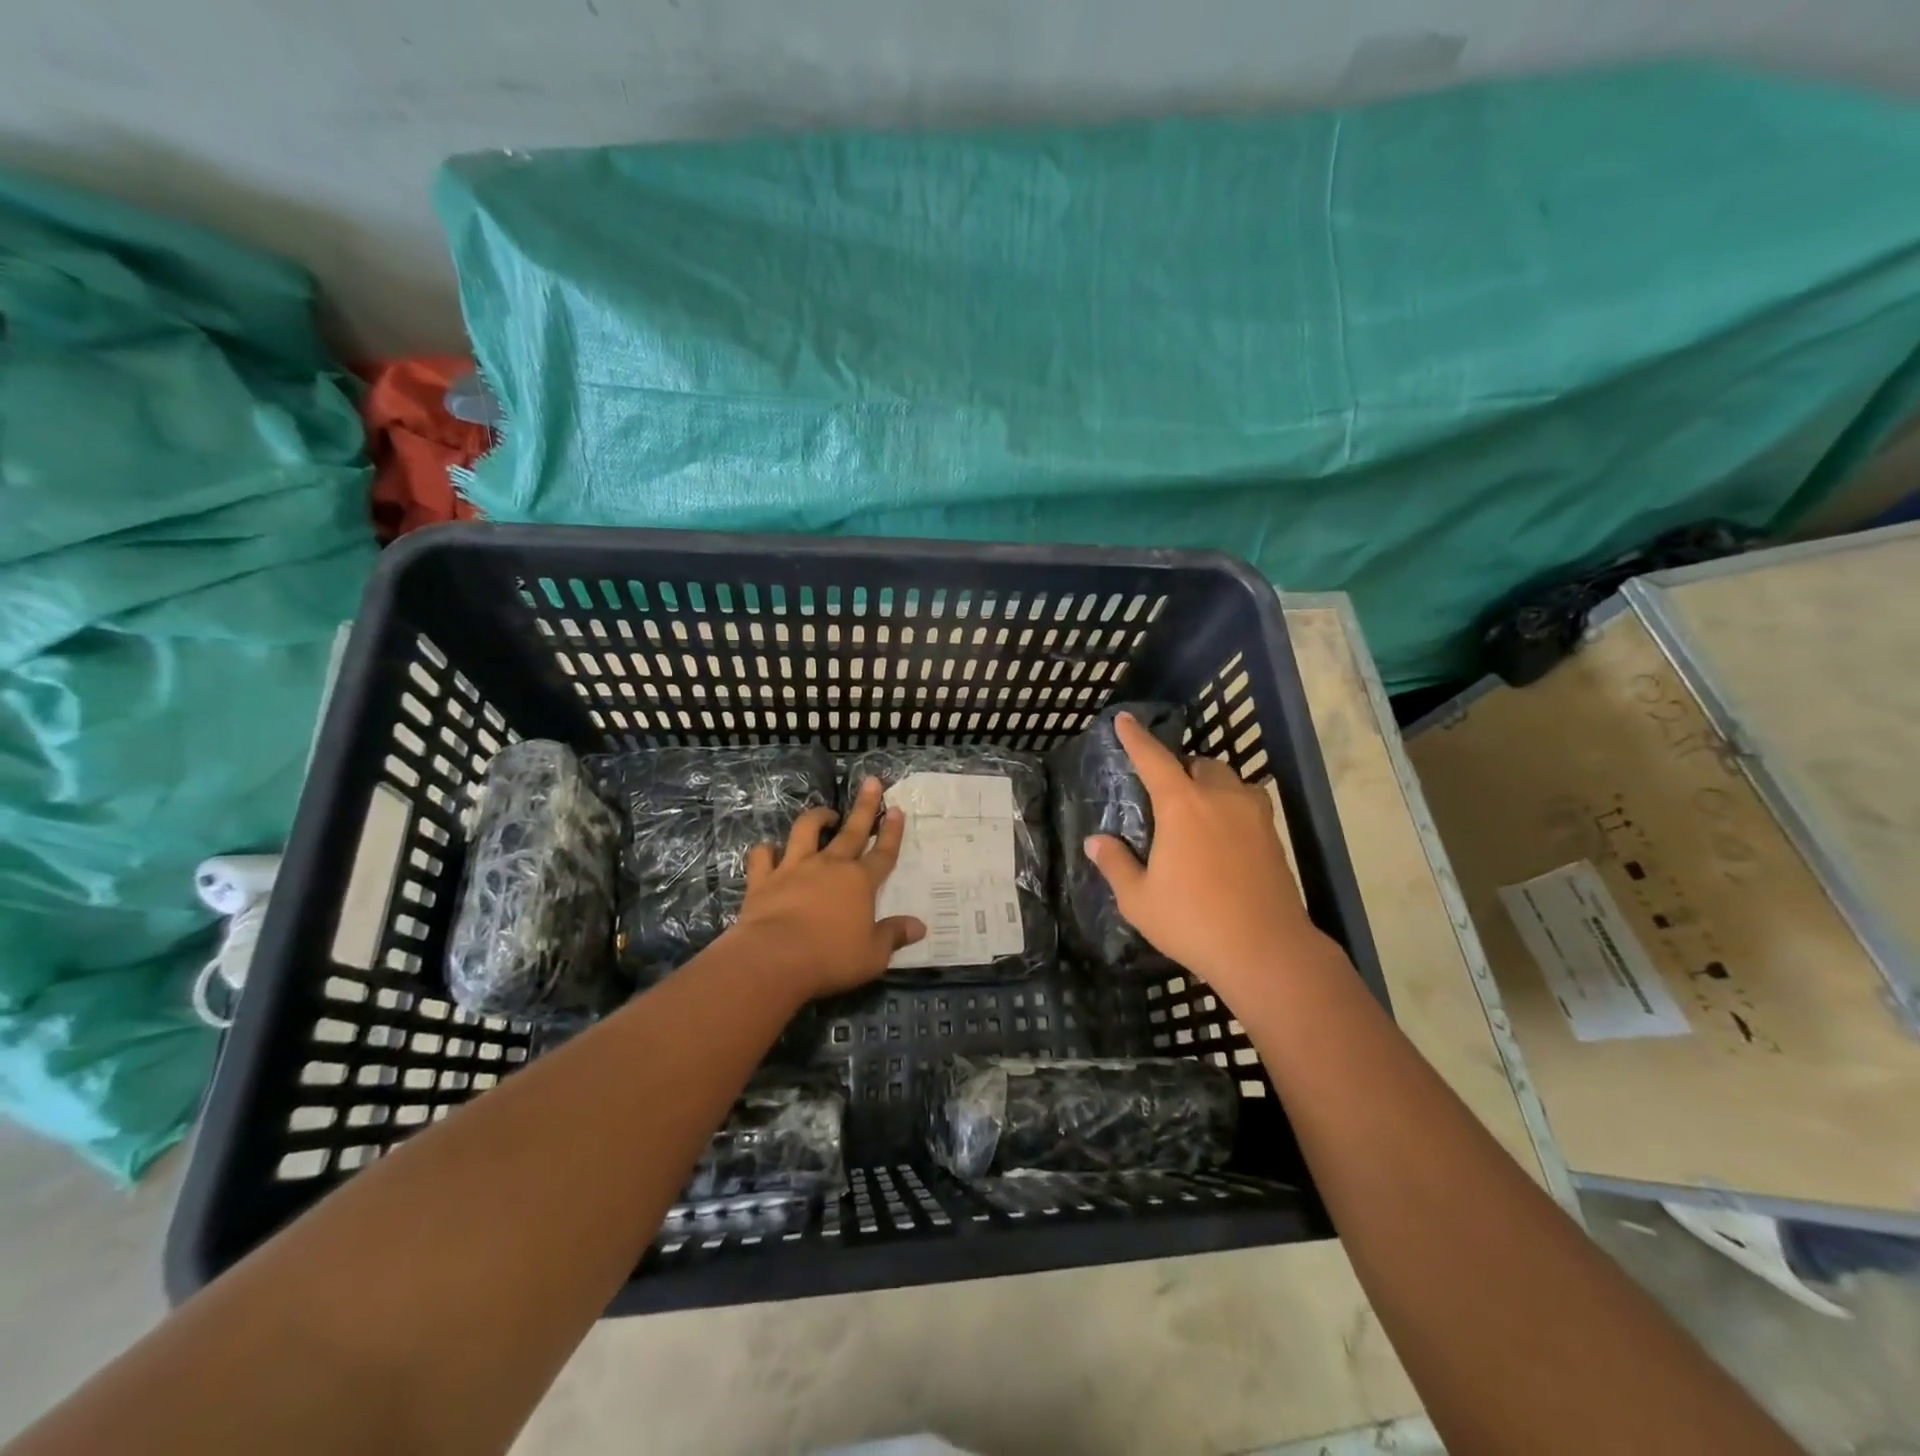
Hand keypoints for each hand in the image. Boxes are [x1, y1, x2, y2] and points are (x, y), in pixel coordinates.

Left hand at [730, 777, 926, 998]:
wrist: (774, 958)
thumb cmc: (830, 957)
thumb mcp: (873, 954)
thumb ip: (894, 936)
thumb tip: (919, 926)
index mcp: (860, 882)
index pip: (882, 852)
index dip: (891, 832)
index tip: (896, 809)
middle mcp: (829, 866)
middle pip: (851, 830)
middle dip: (864, 806)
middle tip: (872, 782)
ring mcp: (794, 868)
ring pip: (806, 831)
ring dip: (817, 817)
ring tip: (825, 812)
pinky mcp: (763, 879)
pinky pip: (763, 855)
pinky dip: (767, 850)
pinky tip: (770, 850)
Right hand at [1085, 713, 1333, 994]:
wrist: (1266, 950)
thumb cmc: (1193, 921)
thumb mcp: (1139, 899)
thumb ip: (1115, 864)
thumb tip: (1095, 841)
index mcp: (1181, 806)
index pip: (1153, 759)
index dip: (1136, 738)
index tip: (1124, 719)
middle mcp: (1220, 798)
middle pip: (1200, 764)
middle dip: (1181, 768)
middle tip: (1165, 793)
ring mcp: (1253, 815)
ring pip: (1230, 781)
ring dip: (1210, 784)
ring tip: (1197, 811)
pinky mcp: (1273, 835)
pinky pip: (1249, 803)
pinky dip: (1232, 806)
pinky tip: (1224, 834)